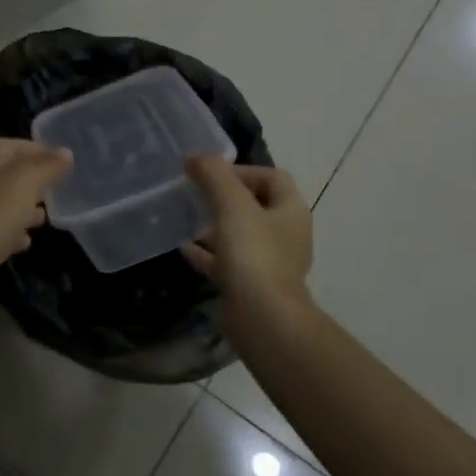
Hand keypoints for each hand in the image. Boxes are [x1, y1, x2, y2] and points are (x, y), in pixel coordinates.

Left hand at [0, 139, 71, 286]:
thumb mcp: (27, 181)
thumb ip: (48, 166)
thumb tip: (66, 152)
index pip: (12, 146)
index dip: (38, 150)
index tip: (63, 161)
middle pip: (7, 175)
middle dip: (33, 182)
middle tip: (56, 191)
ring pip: (2, 203)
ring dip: (23, 209)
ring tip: (43, 218)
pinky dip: (12, 232)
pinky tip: (25, 242)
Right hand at [181, 154, 313, 318]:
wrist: (263, 319)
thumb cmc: (253, 255)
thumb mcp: (232, 205)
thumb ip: (214, 175)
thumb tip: (196, 156)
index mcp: (291, 211)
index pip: (271, 177)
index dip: (241, 170)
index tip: (210, 175)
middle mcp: (286, 234)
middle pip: (255, 205)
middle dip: (224, 198)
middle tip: (196, 195)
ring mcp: (270, 263)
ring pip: (240, 235)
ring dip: (215, 226)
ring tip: (188, 221)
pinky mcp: (252, 286)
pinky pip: (228, 262)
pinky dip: (208, 253)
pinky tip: (184, 249)